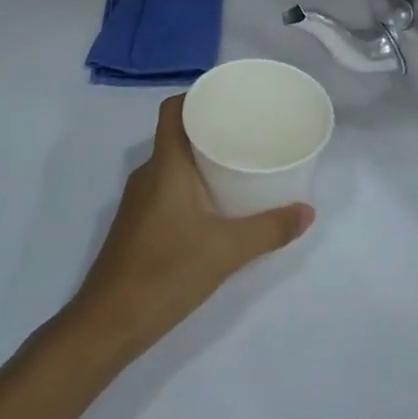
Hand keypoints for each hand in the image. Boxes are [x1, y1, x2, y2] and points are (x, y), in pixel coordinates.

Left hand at [65, 96, 313, 360]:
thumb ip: (269, 229)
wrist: (110, 322)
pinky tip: (214, 205)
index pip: (173, 110)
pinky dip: (190, 184)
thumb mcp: (227, 250)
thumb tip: (307, 211)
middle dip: (209, 128)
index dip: (197, 96)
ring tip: (237, 164)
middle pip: (176, 135)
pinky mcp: (137, 224)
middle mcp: (147, 174)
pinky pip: (166, 187)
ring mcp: (138, 201)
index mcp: (165, 165)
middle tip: (247, 131)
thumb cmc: (167, 271)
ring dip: (200, 159)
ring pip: (171, 164)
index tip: (229, 98)